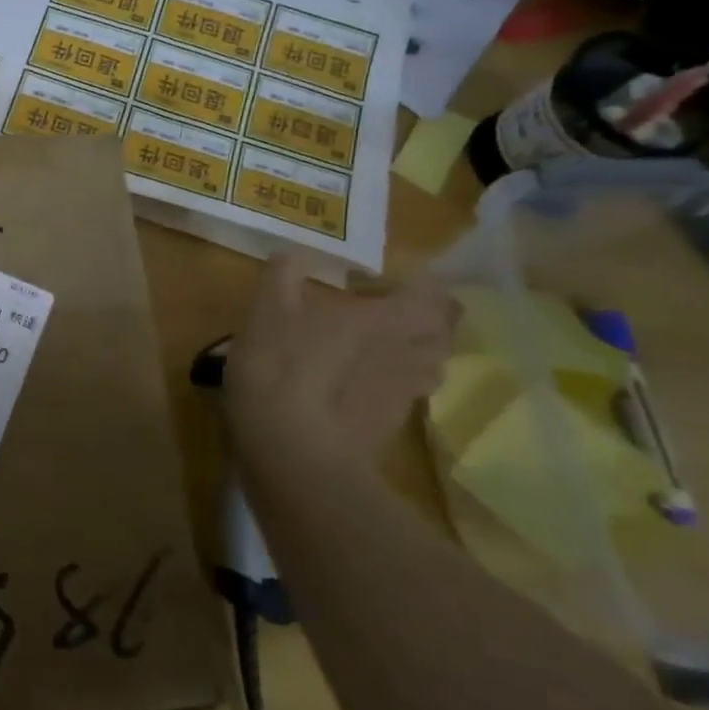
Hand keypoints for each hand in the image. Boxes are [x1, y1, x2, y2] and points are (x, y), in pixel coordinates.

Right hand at [224, 256, 454, 482]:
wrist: (295, 454)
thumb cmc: (281, 370)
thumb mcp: (267, 311)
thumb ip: (283, 275)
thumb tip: (294, 254)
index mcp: (386, 318)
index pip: (432, 291)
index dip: (415, 282)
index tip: (379, 281)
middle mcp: (409, 351)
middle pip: (441, 328)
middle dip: (421, 315)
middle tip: (383, 311)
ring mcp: (404, 392)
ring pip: (430, 362)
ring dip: (414, 348)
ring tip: (376, 346)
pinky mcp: (391, 425)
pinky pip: (408, 393)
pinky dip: (394, 382)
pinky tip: (359, 384)